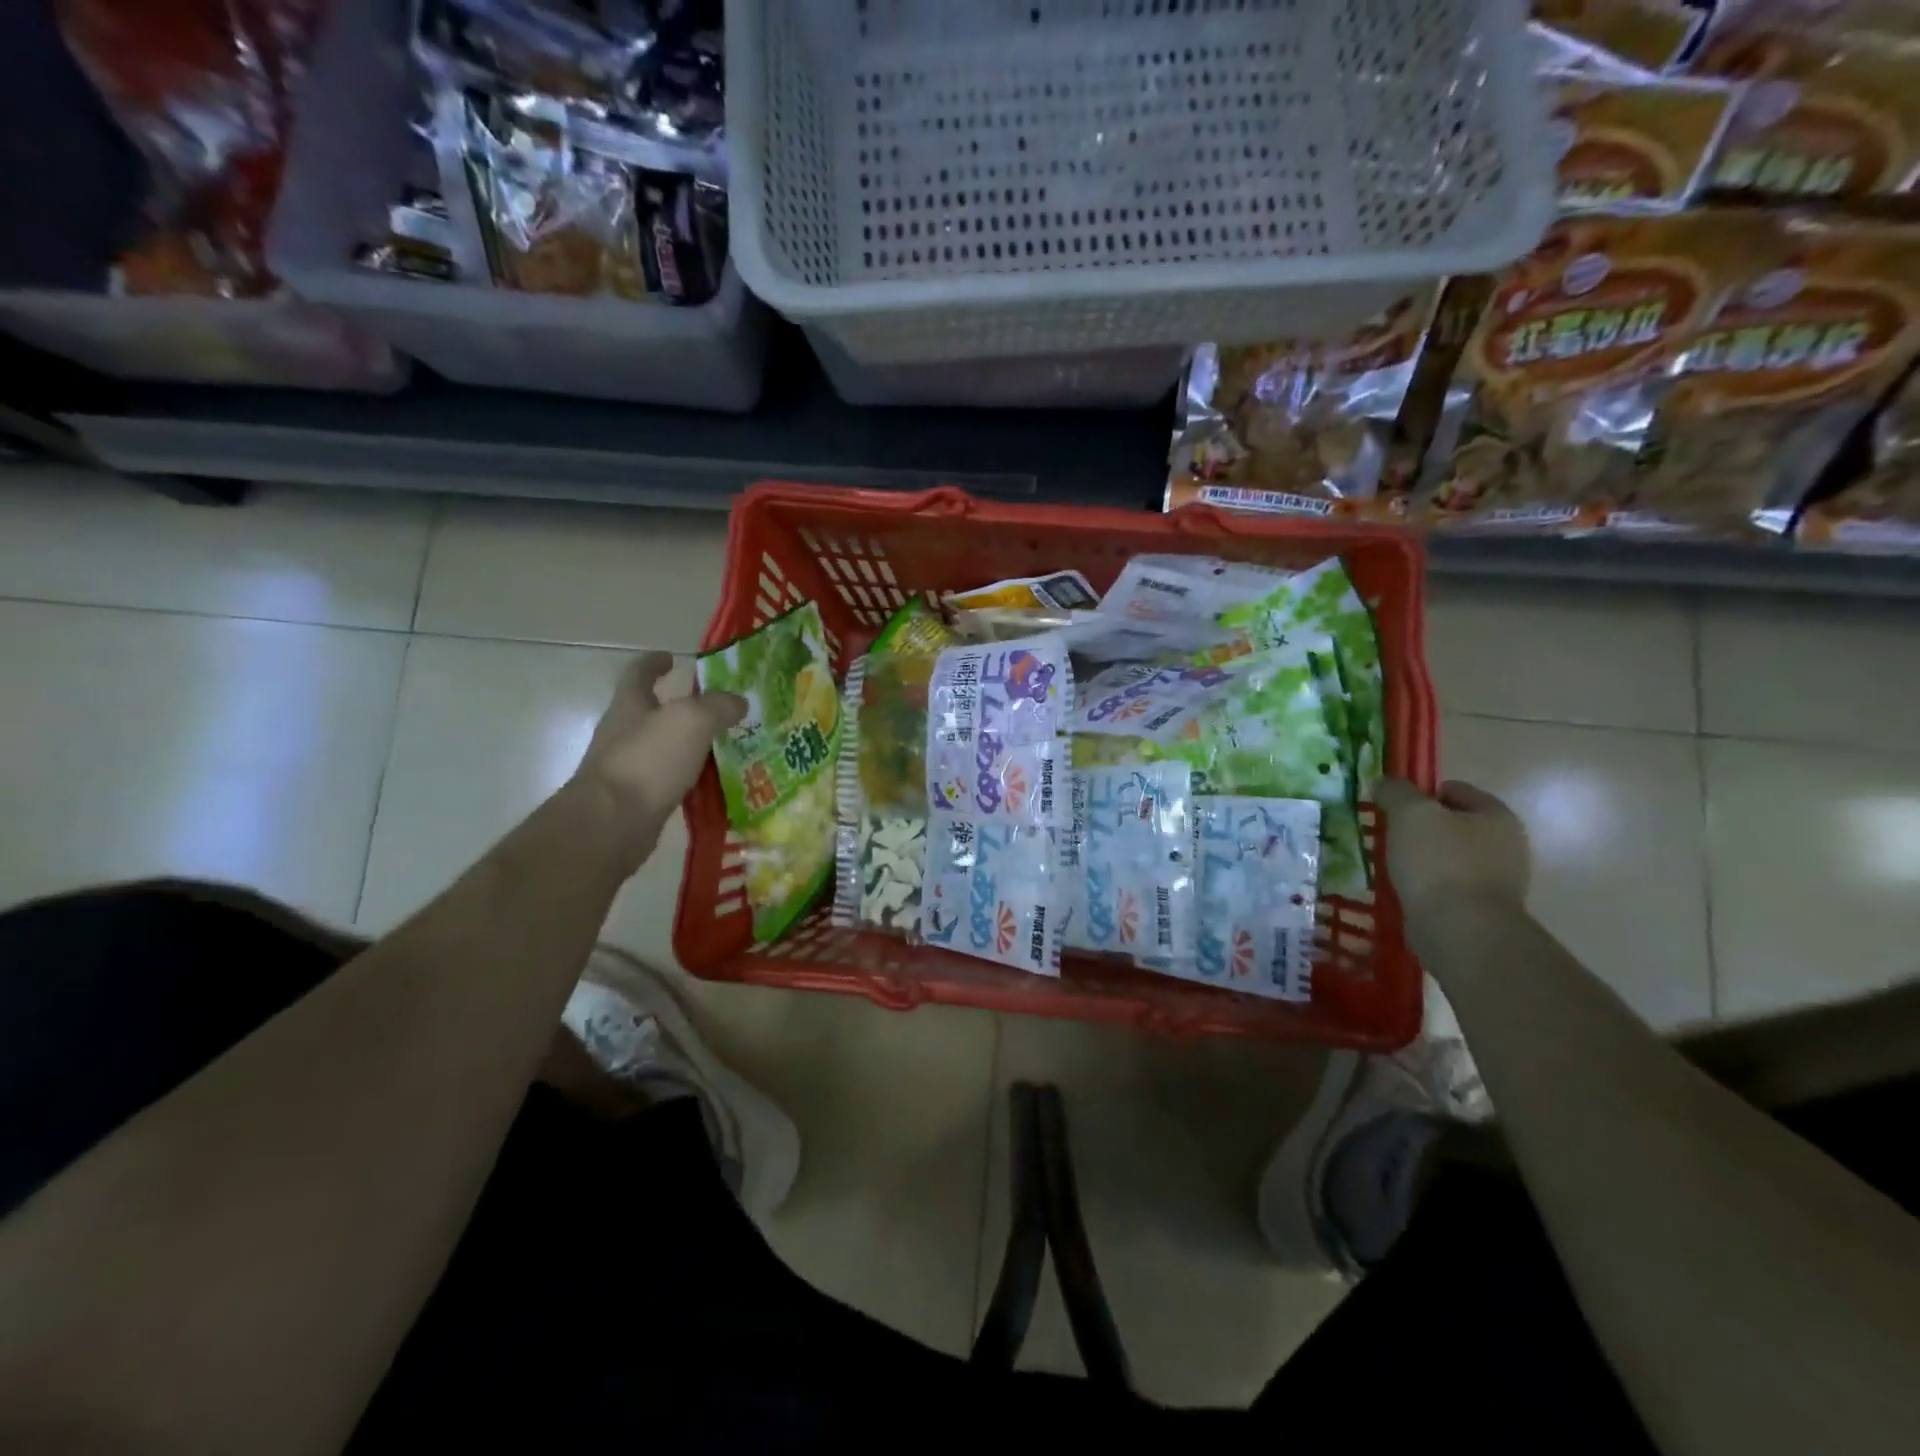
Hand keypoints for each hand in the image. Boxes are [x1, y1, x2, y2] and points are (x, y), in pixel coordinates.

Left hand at [568, 653, 744, 864]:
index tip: (672, 657)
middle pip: (652, 711)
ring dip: (690, 744)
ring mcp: (629, 768)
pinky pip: (670, 781)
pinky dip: (691, 778)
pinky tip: (716, 783)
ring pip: (664, 748)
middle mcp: (624, 733)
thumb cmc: (647, 761)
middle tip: (718, 707)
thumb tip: (739, 702)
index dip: (654, 662)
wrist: (612, 824)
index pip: (639, 673)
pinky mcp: (637, 800)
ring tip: (726, 745)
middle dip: (681, 706)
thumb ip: (718, 706)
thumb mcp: (691, 720)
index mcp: (630, 705)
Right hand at [1375, 777, 1530, 922]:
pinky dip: (1427, 885)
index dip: (1419, 794)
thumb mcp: (1410, 813)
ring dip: (1422, 858)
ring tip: (1393, 866)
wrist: (1461, 930)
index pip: (1454, 789)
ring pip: (1449, 856)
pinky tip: (1406, 890)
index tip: (1392, 808)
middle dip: (1421, 828)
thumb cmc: (1439, 862)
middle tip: (1389, 836)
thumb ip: (1396, 791)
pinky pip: (1448, 885)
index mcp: (1496, 815)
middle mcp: (1506, 844)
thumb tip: (1385, 783)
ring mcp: (1499, 880)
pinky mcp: (1483, 909)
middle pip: (1452, 824)